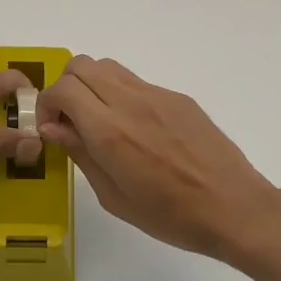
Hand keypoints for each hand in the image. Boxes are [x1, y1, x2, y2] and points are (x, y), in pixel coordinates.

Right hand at [38, 56, 280, 258]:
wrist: (233, 207)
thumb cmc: (170, 216)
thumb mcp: (114, 197)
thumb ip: (81, 155)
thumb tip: (53, 127)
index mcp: (110, 131)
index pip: (62, 88)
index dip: (46, 105)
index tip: (51, 129)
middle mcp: (131, 102)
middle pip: (81, 65)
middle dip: (65, 88)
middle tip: (70, 122)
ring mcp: (158, 95)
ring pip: (108, 67)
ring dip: (92, 86)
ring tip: (99, 123)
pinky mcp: (179, 98)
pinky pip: (137, 83)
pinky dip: (120, 95)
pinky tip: (136, 131)